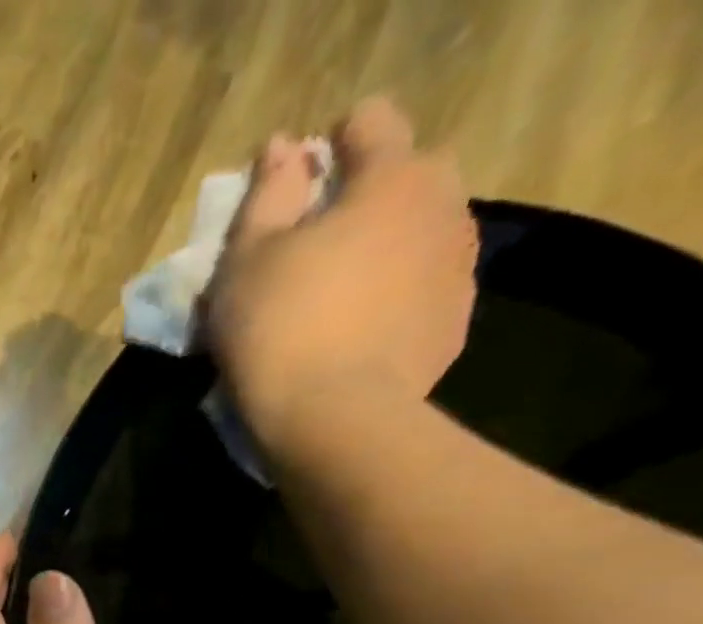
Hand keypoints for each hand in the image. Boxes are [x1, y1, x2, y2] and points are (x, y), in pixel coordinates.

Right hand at [209, 97, 478, 443]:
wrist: (333, 422)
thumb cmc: (278, 331)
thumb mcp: (246, 262)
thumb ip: (266, 195)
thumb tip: (283, 148)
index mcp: (391, 177)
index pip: (369, 122)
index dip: (327, 148)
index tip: (294, 192)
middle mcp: (441, 205)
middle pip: (408, 173)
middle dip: (367, 196)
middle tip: (316, 248)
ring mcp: (457, 266)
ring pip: (421, 234)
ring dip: (385, 249)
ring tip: (339, 299)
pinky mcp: (455, 323)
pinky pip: (424, 289)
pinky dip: (396, 298)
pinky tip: (359, 336)